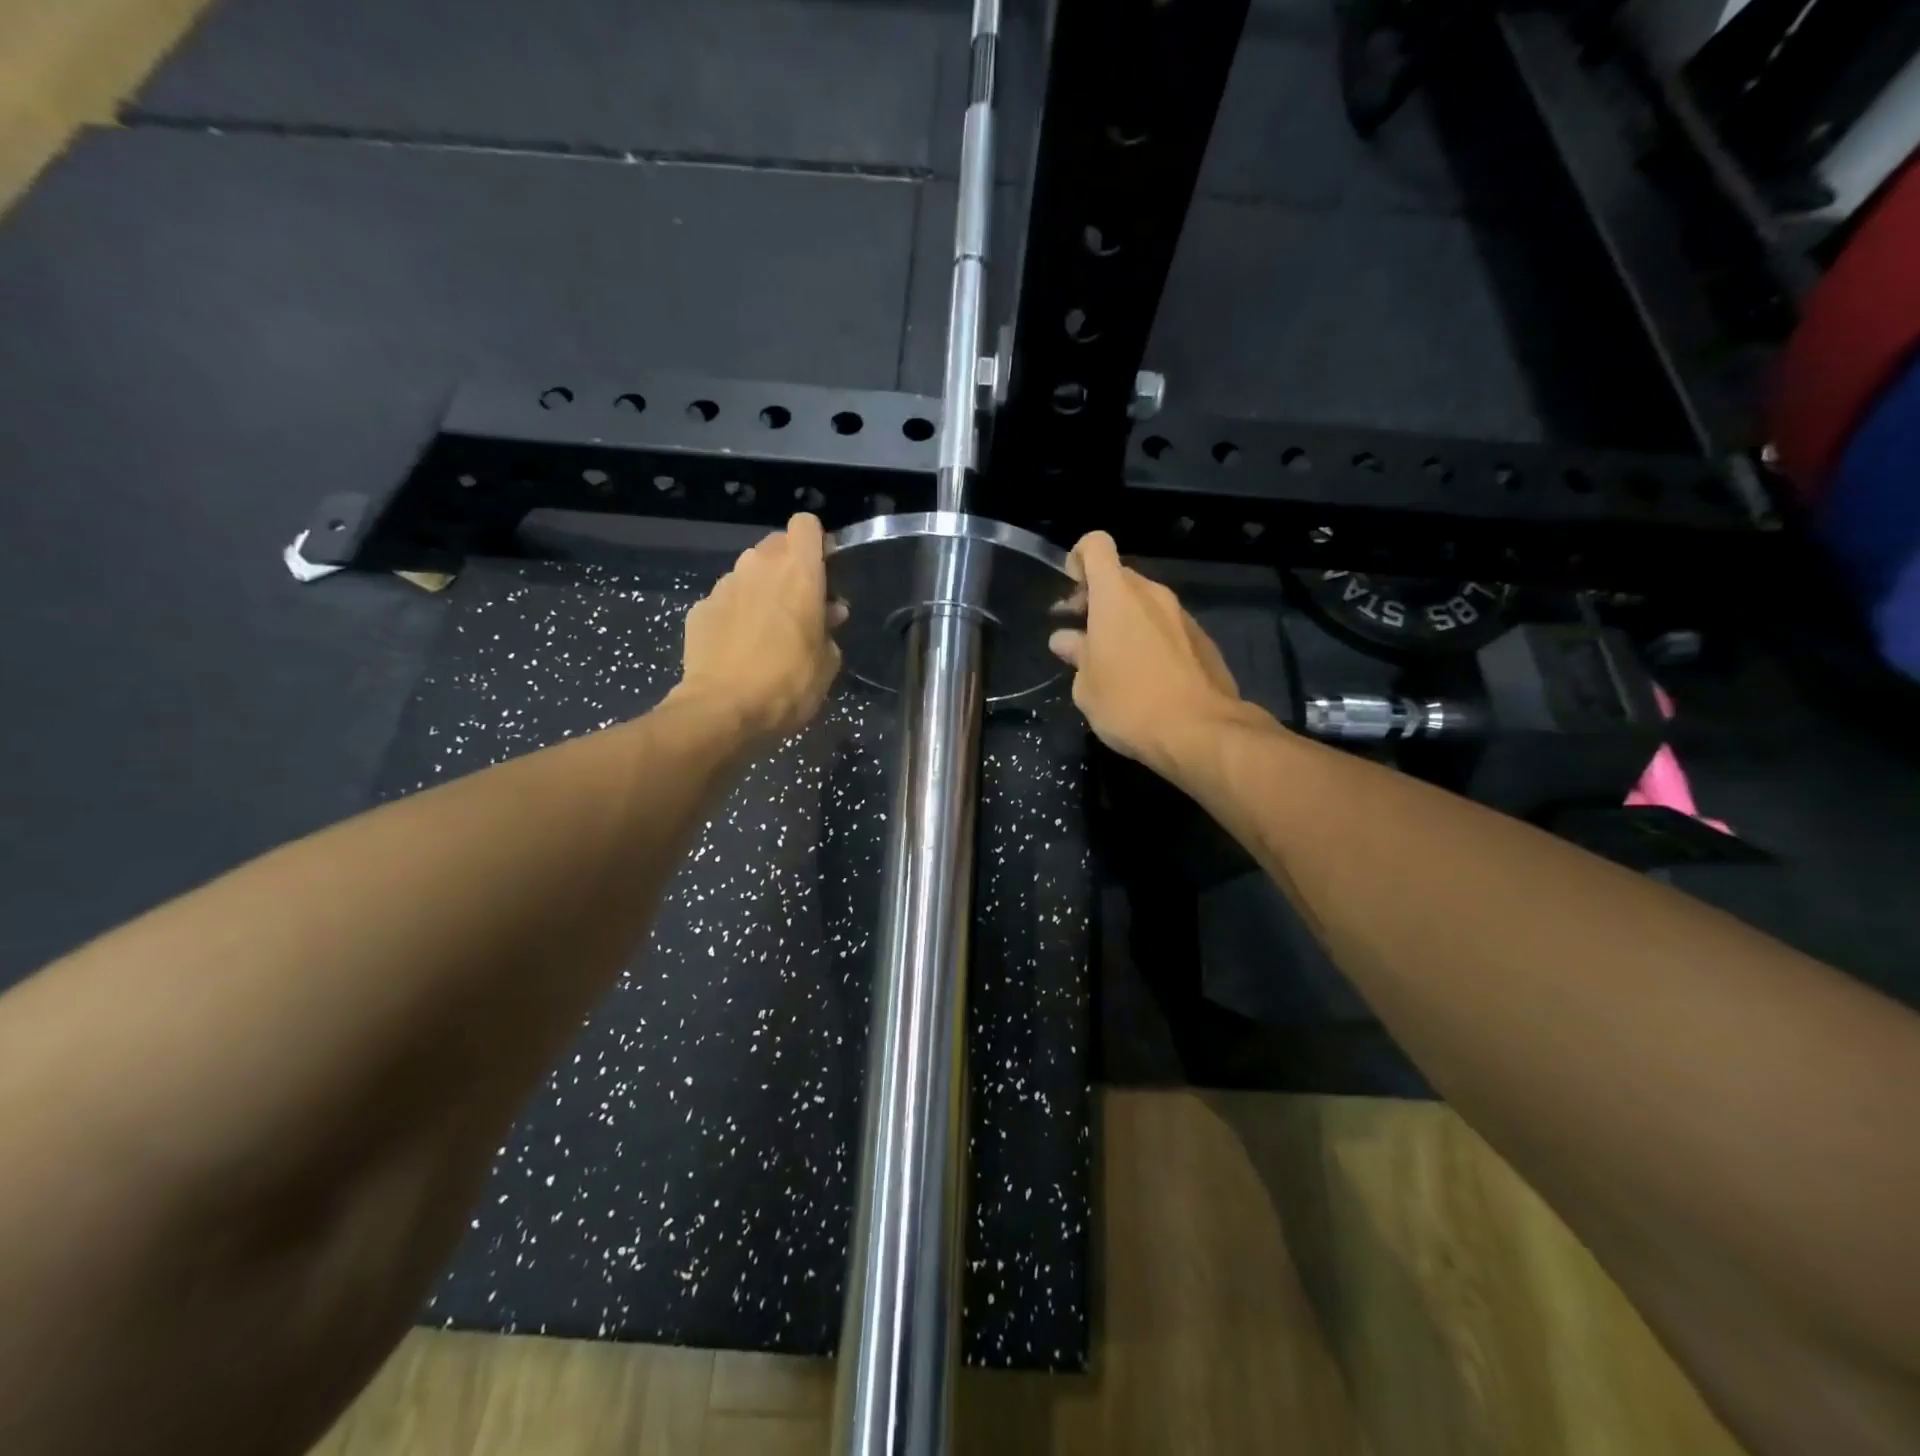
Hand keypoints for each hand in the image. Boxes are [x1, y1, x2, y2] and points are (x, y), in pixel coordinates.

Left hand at [672, 514, 843, 743]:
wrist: (724, 710)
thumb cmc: (789, 683)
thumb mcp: (828, 662)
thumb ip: (829, 629)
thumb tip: (828, 613)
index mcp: (798, 572)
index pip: (806, 525)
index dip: (816, 544)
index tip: (823, 572)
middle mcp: (758, 566)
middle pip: (776, 546)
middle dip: (788, 567)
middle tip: (799, 605)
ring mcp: (724, 585)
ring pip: (748, 573)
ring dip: (761, 590)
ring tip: (767, 630)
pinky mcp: (699, 609)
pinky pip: (725, 600)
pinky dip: (734, 614)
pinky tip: (738, 647)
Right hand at [1048, 531, 1251, 770]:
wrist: (1199, 731)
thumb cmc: (1128, 704)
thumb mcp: (1086, 686)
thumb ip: (1076, 654)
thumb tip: (1066, 639)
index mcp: (1116, 597)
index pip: (1096, 546)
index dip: (1079, 557)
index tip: (1071, 588)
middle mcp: (1152, 595)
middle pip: (1120, 577)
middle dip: (1098, 597)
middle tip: (1082, 633)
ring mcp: (1182, 615)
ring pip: (1145, 603)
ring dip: (1125, 620)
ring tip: (1112, 659)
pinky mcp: (1203, 639)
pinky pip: (1166, 626)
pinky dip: (1150, 638)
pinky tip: (1145, 674)